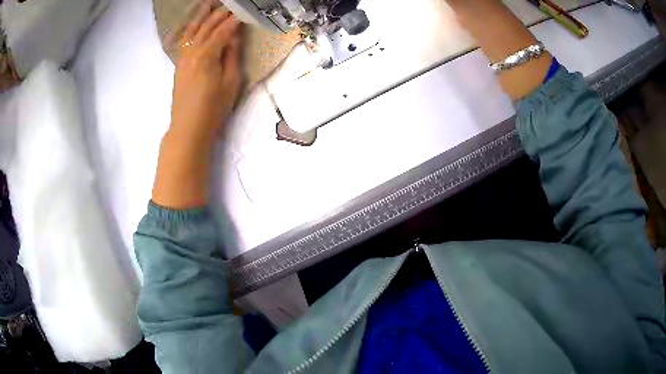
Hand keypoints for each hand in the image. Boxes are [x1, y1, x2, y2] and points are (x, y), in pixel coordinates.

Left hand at [169, 8, 242, 142]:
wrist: (188, 129)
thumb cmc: (213, 109)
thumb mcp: (231, 83)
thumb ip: (232, 56)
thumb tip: (234, 36)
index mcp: (207, 55)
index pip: (223, 30)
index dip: (234, 19)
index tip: (244, 10)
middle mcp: (192, 52)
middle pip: (207, 26)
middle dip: (219, 12)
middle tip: (230, 3)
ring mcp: (183, 58)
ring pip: (192, 30)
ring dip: (202, 15)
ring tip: (209, 4)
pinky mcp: (179, 65)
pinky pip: (184, 40)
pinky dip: (191, 29)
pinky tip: (195, 24)